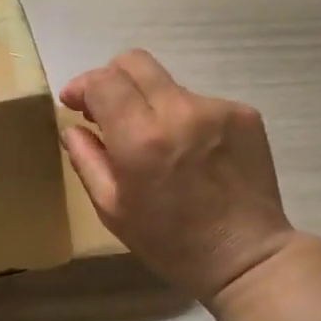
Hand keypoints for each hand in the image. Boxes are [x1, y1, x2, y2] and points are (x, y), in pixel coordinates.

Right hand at [60, 51, 296, 305]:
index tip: (75, 103)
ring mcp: (217, 109)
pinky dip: (186, 119)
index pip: (103, 81)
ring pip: (168, 85)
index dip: (83, 86)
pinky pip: (200, 102)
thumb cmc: (171, 242)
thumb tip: (74, 127)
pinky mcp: (244, 113)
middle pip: (135, 62)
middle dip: (113, 79)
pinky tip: (193, 153)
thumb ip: (87, 160)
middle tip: (109, 110)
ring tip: (160, 144)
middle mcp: (180, 112)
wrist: (246, 257)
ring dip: (152, 104)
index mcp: (141, 139)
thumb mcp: (113, 209)